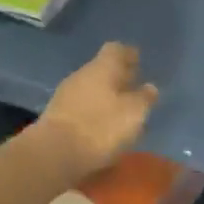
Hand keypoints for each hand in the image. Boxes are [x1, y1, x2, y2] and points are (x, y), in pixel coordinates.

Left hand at [32, 42, 159, 183]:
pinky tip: (102, 125)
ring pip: (91, 87)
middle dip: (118, 77)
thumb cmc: (101, 127)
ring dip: (105, 95)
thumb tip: (149, 87)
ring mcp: (66, 94)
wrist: (54, 153)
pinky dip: (93, 111)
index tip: (139, 61)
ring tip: (121, 110)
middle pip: (102, 69)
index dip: (128, 54)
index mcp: (102, 67)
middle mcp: (82, 74)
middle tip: (134, 87)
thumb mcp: (133, 113)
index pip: (116, 49)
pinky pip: (81, 105)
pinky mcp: (56, 115)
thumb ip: (144, 98)